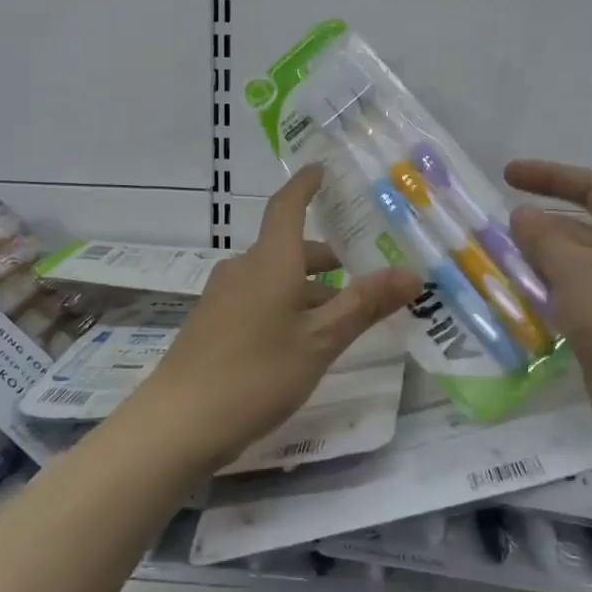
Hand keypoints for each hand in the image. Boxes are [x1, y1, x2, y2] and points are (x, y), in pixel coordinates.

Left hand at [127, 164, 420, 471]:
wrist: (178, 422)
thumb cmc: (257, 373)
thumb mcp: (321, 341)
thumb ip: (365, 304)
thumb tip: (413, 272)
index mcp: (270, 260)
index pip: (287, 205)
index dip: (306, 185)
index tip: (322, 169)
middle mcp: (244, 268)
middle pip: (288, 248)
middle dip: (326, 260)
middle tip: (365, 276)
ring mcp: (223, 296)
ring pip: (275, 278)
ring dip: (308, 289)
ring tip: (341, 320)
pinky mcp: (212, 323)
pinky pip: (258, 299)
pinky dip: (286, 306)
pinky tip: (301, 343)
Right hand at [505, 159, 591, 467]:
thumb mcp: (578, 268)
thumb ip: (544, 238)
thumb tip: (523, 218)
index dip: (550, 176)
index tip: (507, 176)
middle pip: (582, 229)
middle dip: (538, 228)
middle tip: (491, 232)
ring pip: (574, 270)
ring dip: (537, 267)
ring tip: (491, 267)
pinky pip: (573, 306)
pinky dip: (545, 301)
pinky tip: (512, 307)